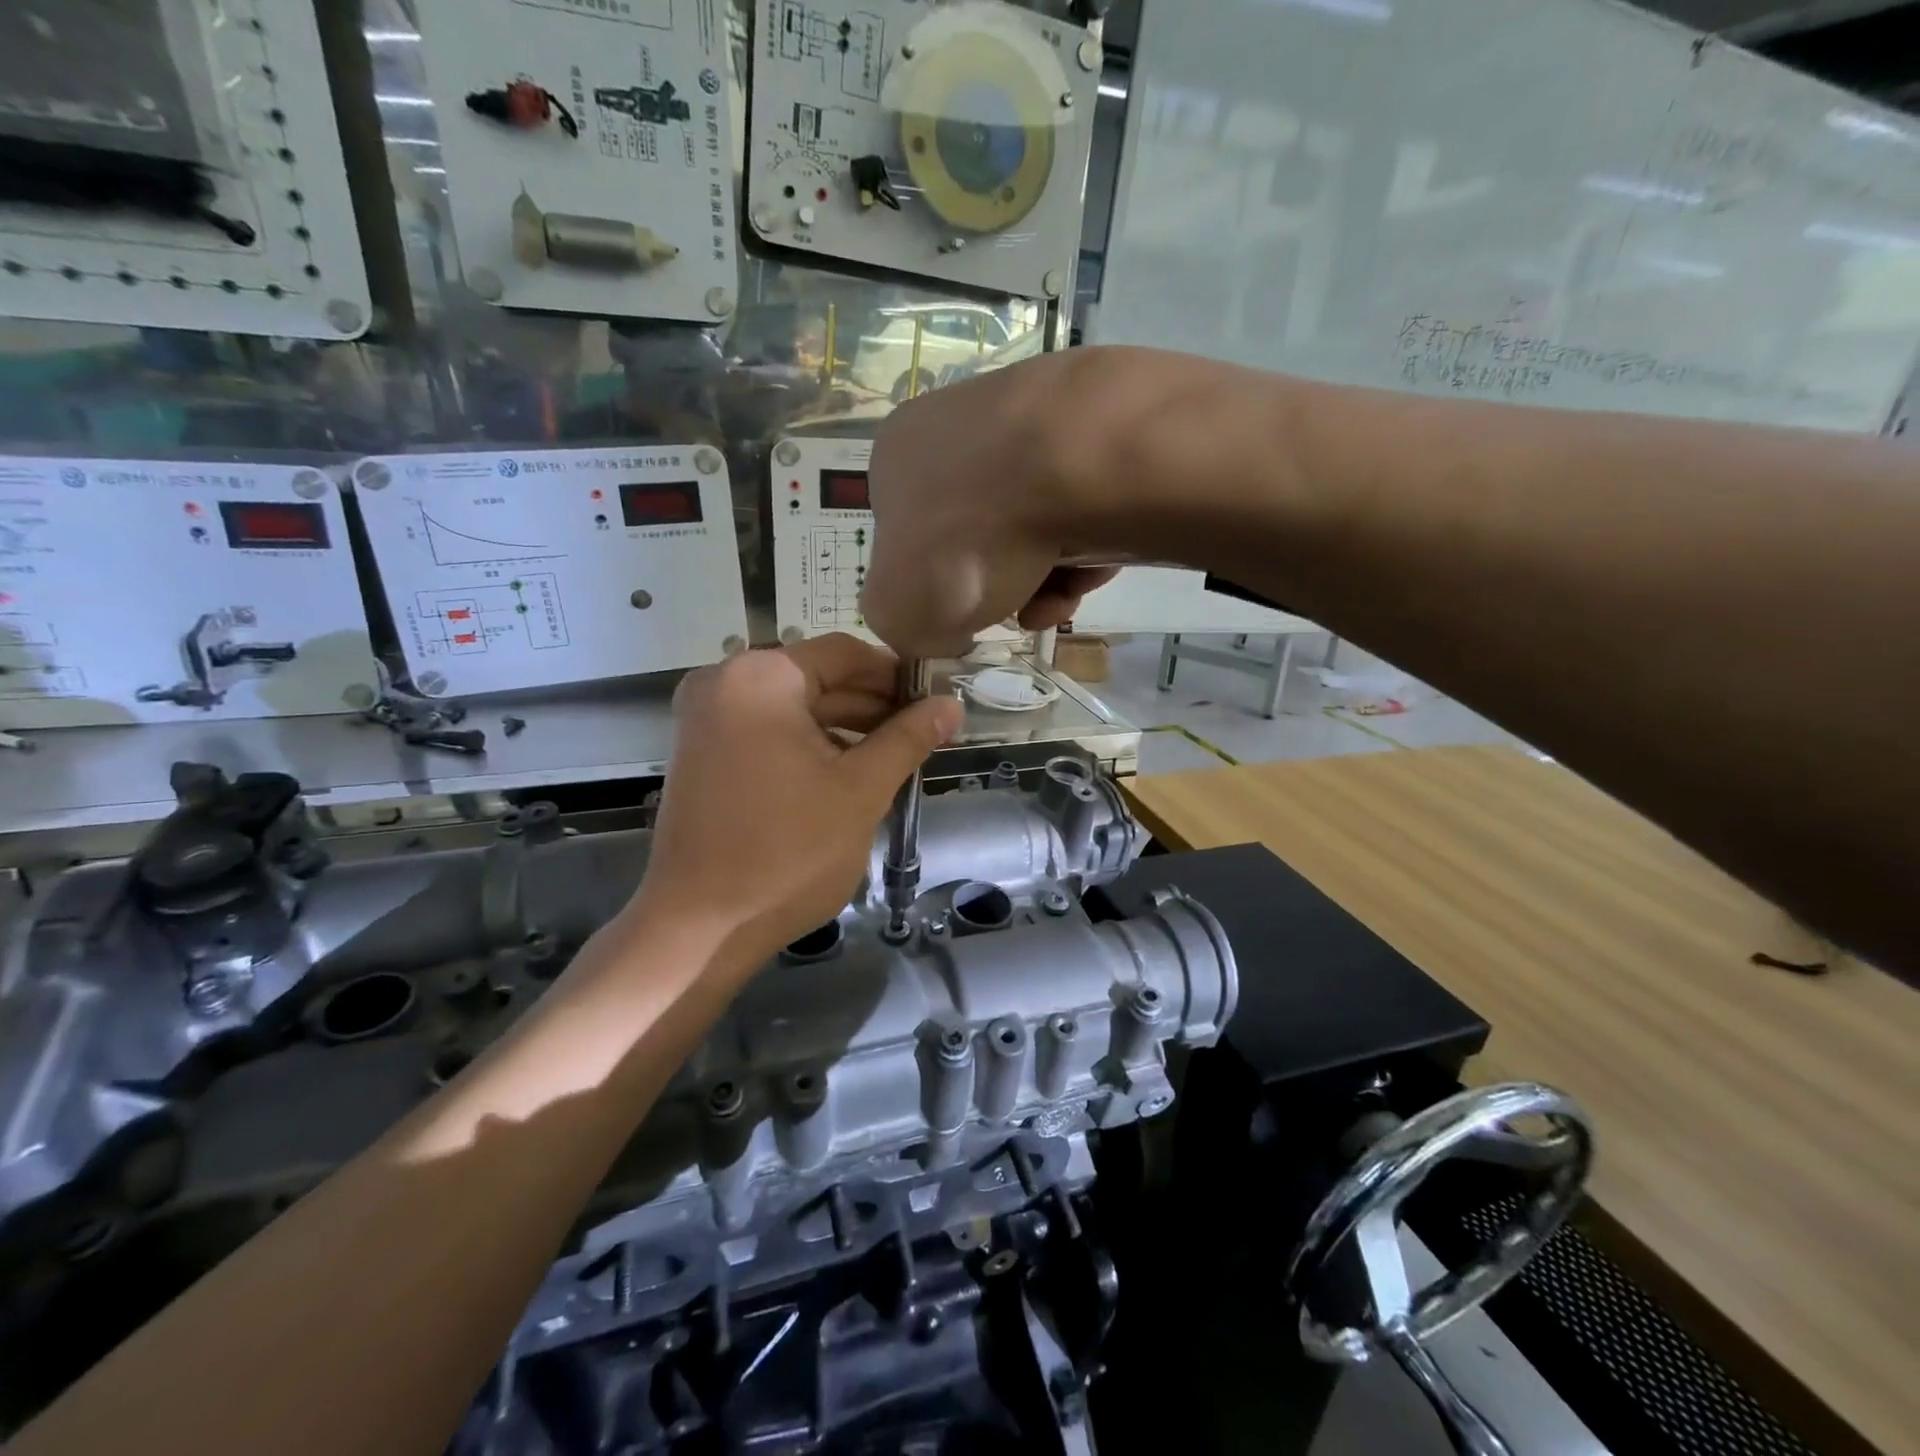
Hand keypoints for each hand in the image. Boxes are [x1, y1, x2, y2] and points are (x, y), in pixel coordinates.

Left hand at [631, 635, 962, 965]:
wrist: (700, 928)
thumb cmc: (788, 852)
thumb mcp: (861, 790)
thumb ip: (908, 738)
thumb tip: (951, 705)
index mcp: (760, 677)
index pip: (844, 653)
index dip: (895, 675)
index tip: (934, 702)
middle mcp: (723, 683)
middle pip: (817, 678)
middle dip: (872, 705)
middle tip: (922, 735)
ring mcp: (706, 720)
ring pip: (794, 707)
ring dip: (845, 727)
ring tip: (894, 758)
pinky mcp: (702, 754)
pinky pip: (768, 731)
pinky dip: (809, 745)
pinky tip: (848, 773)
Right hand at [860, 350, 1124, 656]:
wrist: (1066, 466)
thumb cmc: (963, 539)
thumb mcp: (896, 612)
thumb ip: (900, 626)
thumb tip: (939, 629)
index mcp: (898, 458)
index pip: (909, 537)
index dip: (935, 590)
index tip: (962, 621)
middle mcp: (957, 426)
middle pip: (977, 536)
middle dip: (999, 588)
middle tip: (1019, 615)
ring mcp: (1028, 419)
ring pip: (1032, 525)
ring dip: (1045, 579)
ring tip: (1059, 600)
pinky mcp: (1092, 430)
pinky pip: (1083, 506)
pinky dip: (1087, 547)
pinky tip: (1092, 569)